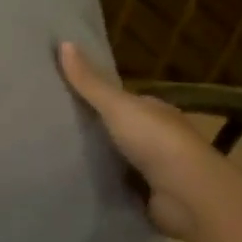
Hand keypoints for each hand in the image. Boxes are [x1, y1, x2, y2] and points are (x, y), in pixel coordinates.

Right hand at [59, 42, 215, 241]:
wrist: (187, 194)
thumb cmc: (155, 141)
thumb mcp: (117, 106)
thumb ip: (90, 82)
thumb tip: (63, 42)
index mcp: (155, 111)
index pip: (125, 101)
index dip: (99, 98)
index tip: (66, 99)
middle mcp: (158, 138)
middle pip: (121, 131)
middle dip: (96, 132)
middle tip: (55, 132)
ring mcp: (155, 170)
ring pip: (120, 161)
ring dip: (99, 162)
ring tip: (59, 160)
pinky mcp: (149, 198)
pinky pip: (121, 189)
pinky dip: (105, 187)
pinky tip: (79, 187)